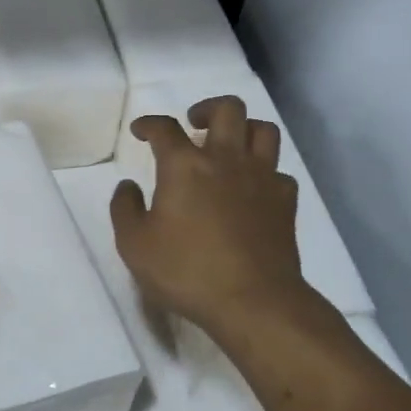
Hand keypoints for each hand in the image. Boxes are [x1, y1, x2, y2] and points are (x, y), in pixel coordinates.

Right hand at [111, 96, 318, 338]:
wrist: (253, 301)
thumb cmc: (186, 271)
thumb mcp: (134, 245)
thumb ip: (125, 209)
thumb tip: (128, 186)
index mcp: (185, 166)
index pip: (165, 128)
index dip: (149, 124)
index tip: (141, 130)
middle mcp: (226, 159)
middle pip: (228, 109)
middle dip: (207, 109)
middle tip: (194, 125)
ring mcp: (262, 178)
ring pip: (263, 129)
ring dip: (243, 129)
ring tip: (228, 145)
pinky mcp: (285, 201)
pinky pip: (279, 170)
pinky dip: (264, 171)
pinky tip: (252, 187)